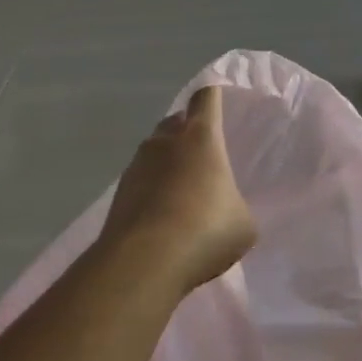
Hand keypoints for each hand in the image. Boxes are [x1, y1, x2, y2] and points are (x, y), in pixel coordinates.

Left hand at [101, 86, 257, 290]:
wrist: (145, 262)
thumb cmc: (206, 231)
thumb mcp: (243, 223)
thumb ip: (236, 205)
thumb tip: (227, 210)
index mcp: (201, 138)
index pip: (206, 99)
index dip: (214, 98)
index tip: (221, 103)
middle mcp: (165, 142)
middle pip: (175, 121)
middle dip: (187, 130)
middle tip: (204, 152)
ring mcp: (136, 166)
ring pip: (153, 150)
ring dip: (166, 161)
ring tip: (182, 188)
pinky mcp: (117, 194)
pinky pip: (140, 179)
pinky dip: (151, 188)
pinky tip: (163, 213)